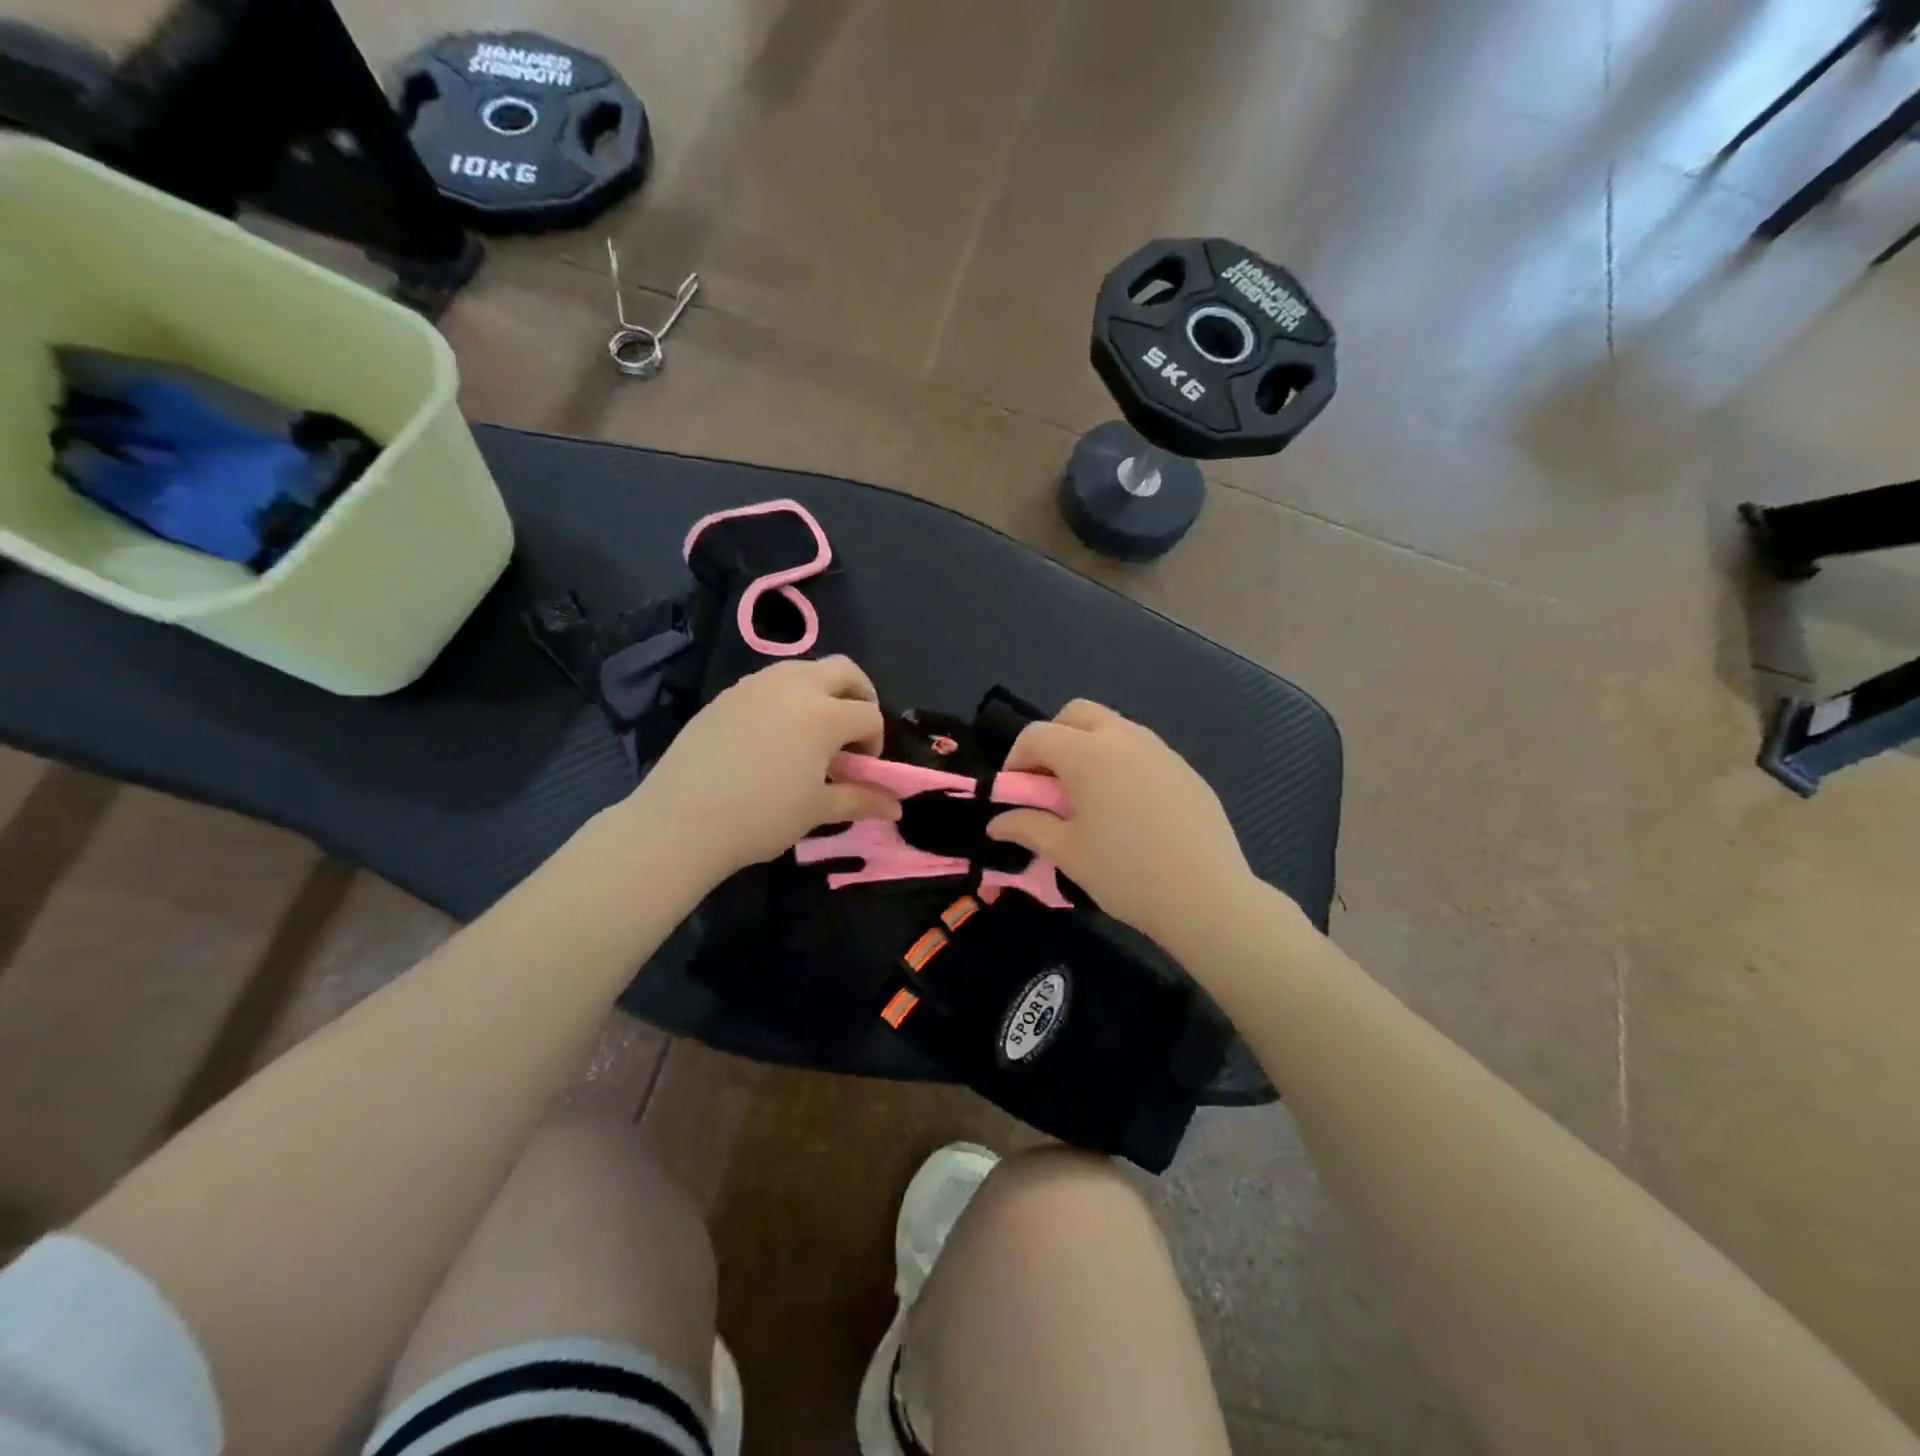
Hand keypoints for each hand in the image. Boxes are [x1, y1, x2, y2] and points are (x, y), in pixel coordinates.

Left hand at [627, 656, 900, 884]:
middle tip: (851, 733)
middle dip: (859, 696)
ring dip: (822, 692)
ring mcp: (756, 685)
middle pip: (844, 672)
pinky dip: (787, 698)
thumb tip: (896, 807)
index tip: (862, 768)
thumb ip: (861, 800)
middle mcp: (794, 686)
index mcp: (824, 713)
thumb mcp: (817, 810)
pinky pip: (770, 683)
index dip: (875, 740)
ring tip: (812, 733)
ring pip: (805, 669)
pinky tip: (773, 736)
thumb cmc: (761, 816)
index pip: (869, 714)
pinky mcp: (727, 694)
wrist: (682, 820)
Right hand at [987, 700, 1259, 950]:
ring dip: (1088, 747)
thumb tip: (996, 823)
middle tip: (1049, 782)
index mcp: (1088, 753)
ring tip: (1088, 796)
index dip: (1016, 760)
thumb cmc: (1126, 872)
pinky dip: (1121, 763)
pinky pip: (1142, 750)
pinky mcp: (1185, 769)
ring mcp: (1160, 750)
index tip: (1015, 794)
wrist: (1206, 896)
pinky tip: (1128, 808)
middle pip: (1076, 714)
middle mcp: (1124, 738)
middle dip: (1053, 738)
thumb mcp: (1067, 852)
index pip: (1037, 734)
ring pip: (1112, 728)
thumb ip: (1027, 827)